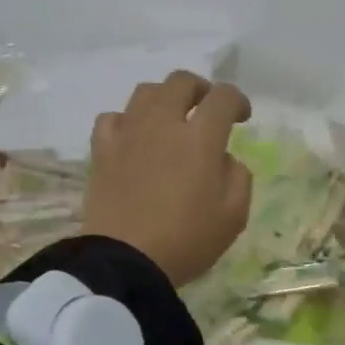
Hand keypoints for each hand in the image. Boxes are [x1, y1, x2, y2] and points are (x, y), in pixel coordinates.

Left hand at [81, 72, 252, 286]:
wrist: (125, 263)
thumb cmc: (186, 241)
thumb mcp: (234, 216)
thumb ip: (238, 177)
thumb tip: (224, 158)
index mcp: (200, 138)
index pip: (223, 97)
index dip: (237, 100)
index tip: (242, 117)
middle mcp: (163, 124)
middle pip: (181, 82)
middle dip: (200, 89)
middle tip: (207, 108)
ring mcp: (128, 134)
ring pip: (146, 92)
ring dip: (165, 98)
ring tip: (171, 119)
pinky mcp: (102, 150)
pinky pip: (113, 118)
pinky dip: (127, 120)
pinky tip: (134, 137)